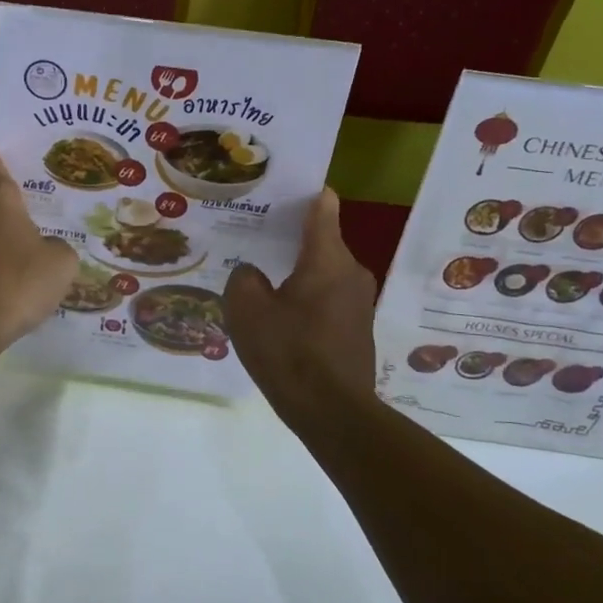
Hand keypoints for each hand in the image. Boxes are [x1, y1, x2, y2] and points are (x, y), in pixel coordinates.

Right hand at [224, 189, 377, 422]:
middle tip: (254, 236)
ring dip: (296, 271)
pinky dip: (306, 296)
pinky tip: (280, 314)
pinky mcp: (356, 328)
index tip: (277, 189)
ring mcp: (359, 302)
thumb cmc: (288, 351)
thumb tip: (253, 274)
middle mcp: (351, 272)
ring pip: (323, 271)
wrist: (332, 412)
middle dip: (289, 236)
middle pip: (321, 240)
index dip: (302, 193)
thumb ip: (243, 278)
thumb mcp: (246, 310)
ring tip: (261, 277)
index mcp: (328, 258)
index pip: (323, 206)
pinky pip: (327, 297)